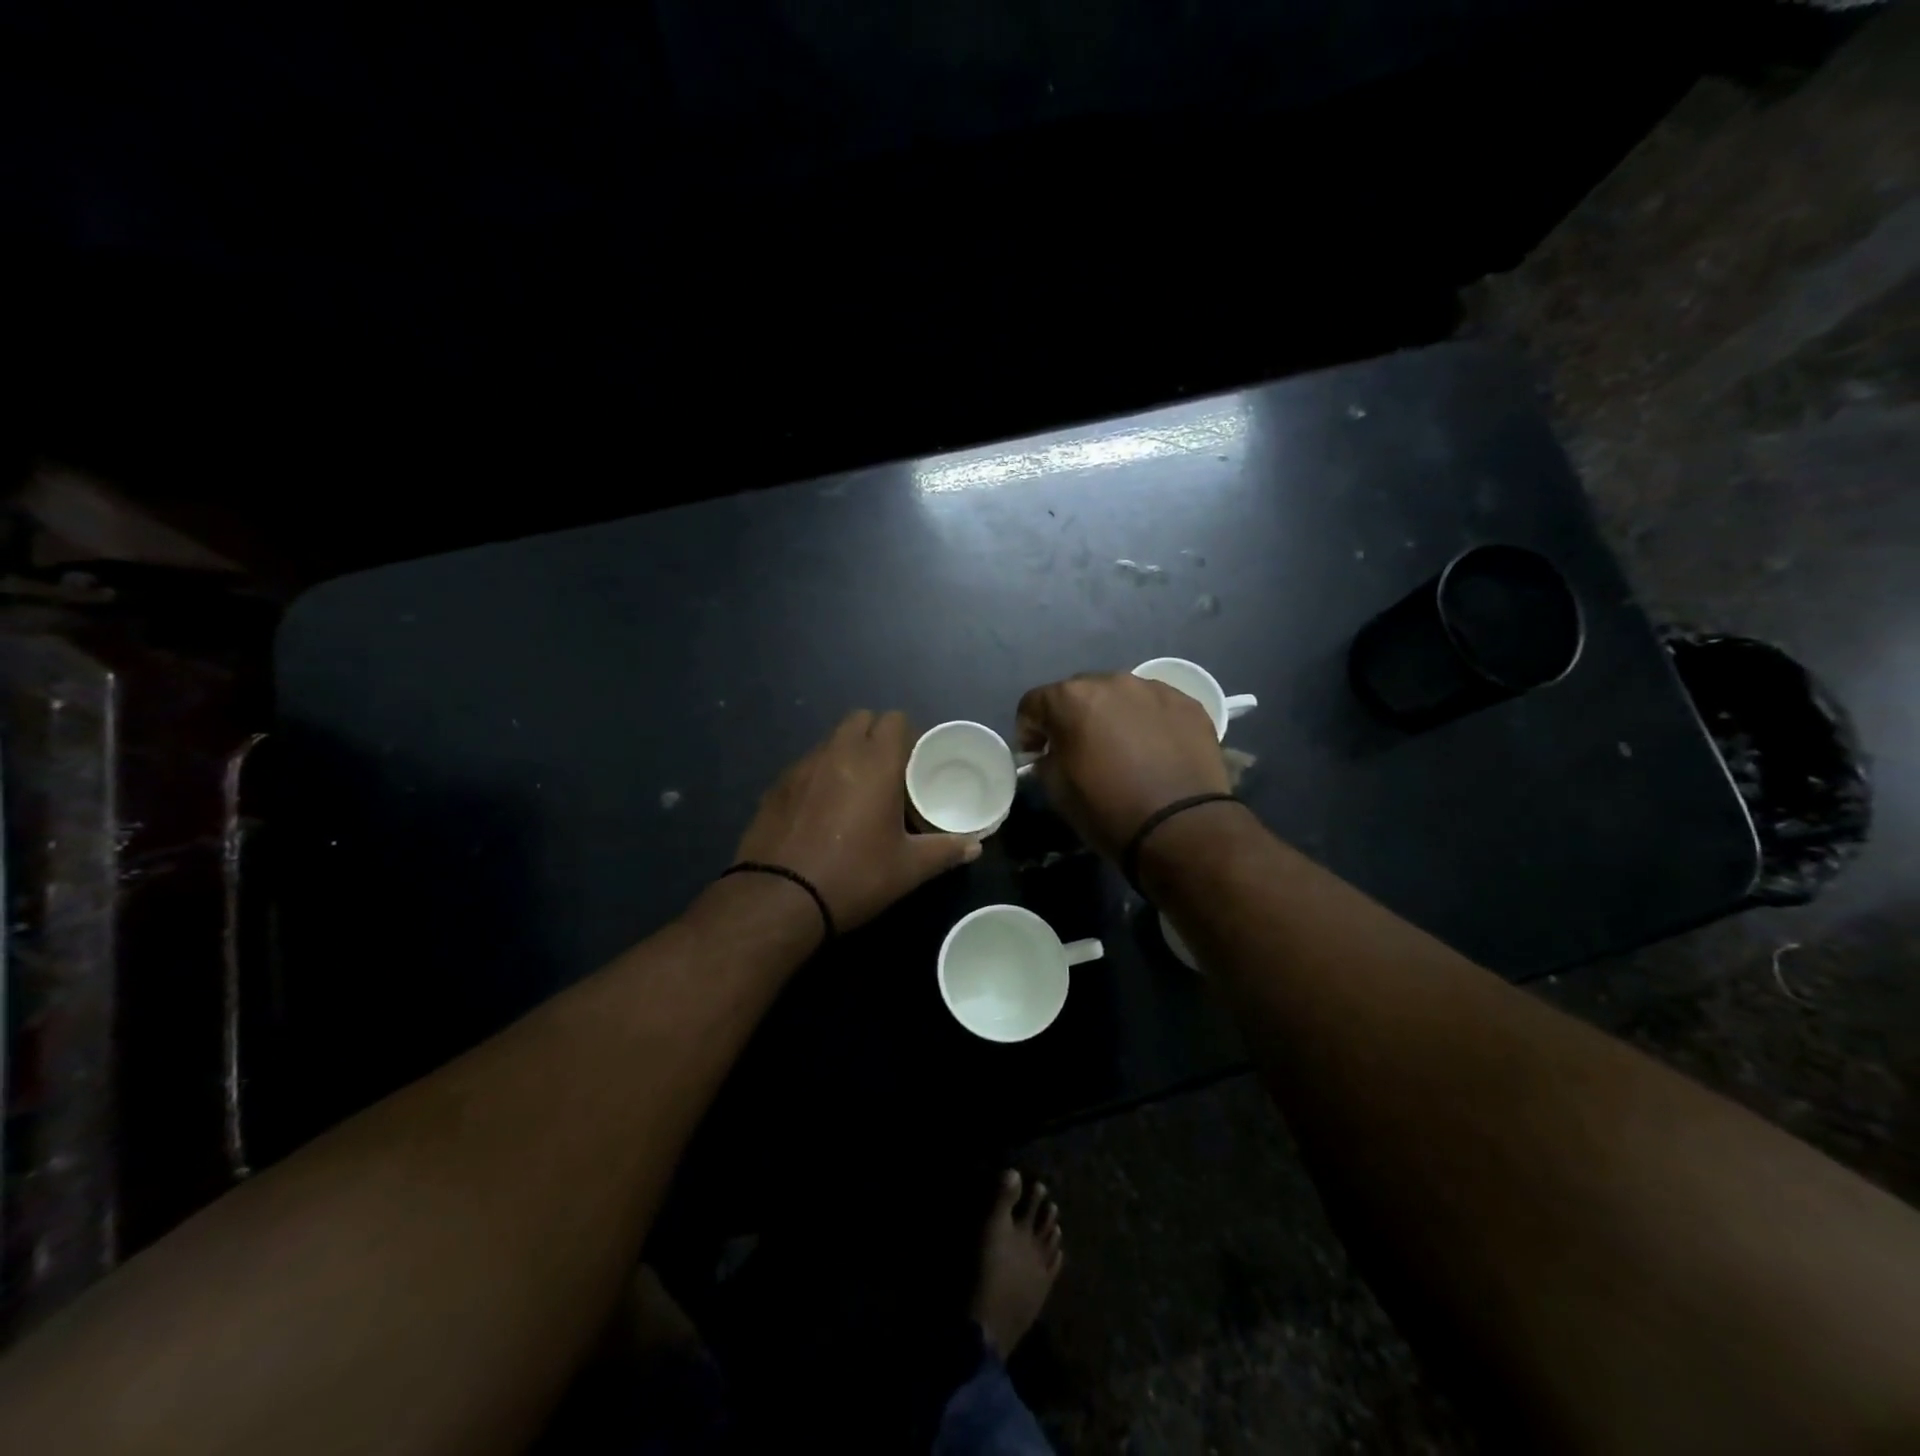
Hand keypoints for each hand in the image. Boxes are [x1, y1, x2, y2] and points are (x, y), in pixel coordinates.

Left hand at [734, 710, 981, 931]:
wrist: (780, 899)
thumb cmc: (855, 876)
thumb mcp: (908, 869)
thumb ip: (945, 851)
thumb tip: (975, 847)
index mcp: (875, 763)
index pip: (894, 720)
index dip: (908, 735)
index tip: (915, 762)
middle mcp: (837, 753)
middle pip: (859, 719)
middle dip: (875, 736)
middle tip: (888, 772)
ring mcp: (801, 767)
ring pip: (830, 741)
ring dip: (846, 754)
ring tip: (855, 792)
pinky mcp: (776, 786)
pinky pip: (805, 766)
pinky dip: (819, 776)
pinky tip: (821, 811)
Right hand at [1015, 674, 1228, 859]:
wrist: (1180, 828)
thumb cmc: (1108, 810)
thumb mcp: (1056, 789)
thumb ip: (1047, 759)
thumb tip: (1053, 753)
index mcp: (1071, 699)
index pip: (1034, 703)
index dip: (1029, 730)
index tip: (1036, 754)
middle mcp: (1112, 681)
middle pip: (1080, 692)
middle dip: (1073, 717)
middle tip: (1079, 749)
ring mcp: (1154, 690)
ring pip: (1121, 696)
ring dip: (1113, 716)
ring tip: (1123, 749)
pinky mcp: (1189, 704)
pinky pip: (1156, 708)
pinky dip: (1149, 723)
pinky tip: (1156, 752)